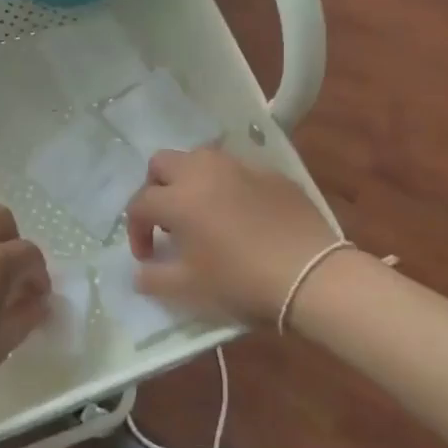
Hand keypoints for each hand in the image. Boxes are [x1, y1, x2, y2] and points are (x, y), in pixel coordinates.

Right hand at [125, 147, 340, 325]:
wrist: (312, 276)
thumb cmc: (241, 282)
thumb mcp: (189, 289)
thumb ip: (154, 278)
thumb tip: (140, 272)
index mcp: (178, 198)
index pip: (140, 203)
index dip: (136, 230)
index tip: (146, 256)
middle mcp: (204, 172)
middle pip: (162, 163)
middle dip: (155, 188)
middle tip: (167, 221)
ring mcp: (240, 168)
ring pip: (200, 158)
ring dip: (190, 179)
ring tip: (201, 210)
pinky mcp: (272, 173)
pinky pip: (237, 170)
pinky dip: (228, 186)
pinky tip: (240, 214)